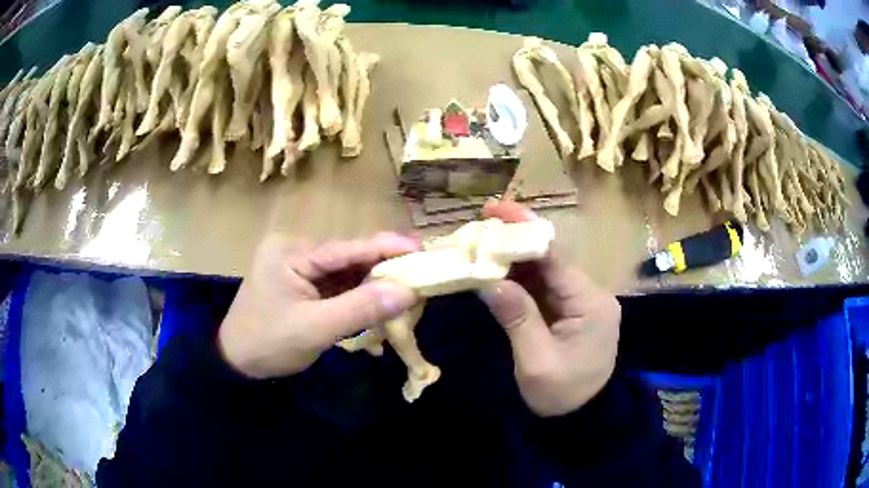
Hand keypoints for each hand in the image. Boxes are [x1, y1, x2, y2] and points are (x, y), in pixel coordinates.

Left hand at [218, 233, 419, 378]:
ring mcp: (299, 269)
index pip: (345, 249)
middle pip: (348, 258)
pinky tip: (382, 301)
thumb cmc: (269, 344)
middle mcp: (296, 252)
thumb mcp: (315, 329)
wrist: (238, 364)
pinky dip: (360, 295)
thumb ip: (361, 308)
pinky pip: (339, 286)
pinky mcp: (304, 286)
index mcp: (291, 252)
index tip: (420, 249)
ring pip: (346, 273)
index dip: (385, 248)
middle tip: (421, 276)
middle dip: (383, 269)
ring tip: (409, 289)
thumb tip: (409, 291)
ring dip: (374, 284)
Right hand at [478, 200, 620, 416]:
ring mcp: (580, 303)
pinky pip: (543, 289)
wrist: (583, 418)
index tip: (495, 211)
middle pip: (550, 259)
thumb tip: (489, 279)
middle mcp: (589, 295)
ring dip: (515, 260)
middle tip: (480, 227)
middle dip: (516, 242)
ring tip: (481, 246)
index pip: (555, 257)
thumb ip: (517, 317)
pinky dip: (520, 280)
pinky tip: (497, 272)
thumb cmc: (563, 395)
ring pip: (545, 272)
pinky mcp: (570, 313)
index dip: (524, 230)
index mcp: (590, 303)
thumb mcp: (537, 361)